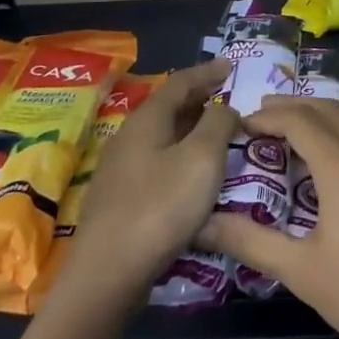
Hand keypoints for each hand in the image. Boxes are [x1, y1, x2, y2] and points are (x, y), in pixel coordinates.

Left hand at [71, 61, 236, 296]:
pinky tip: (193, 173)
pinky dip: (181, 154)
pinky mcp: (120, 198)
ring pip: (162, 135)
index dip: (207, 72)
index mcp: (147, 120)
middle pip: (167, 107)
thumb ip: (218, 124)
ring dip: (190, 128)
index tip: (230, 66)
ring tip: (216, 133)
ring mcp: (121, 169)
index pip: (180, 82)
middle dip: (199, 98)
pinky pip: (157, 161)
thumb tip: (224, 108)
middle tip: (227, 97)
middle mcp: (129, 137)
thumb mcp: (202, 158)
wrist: (109, 272)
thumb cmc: (161, 207)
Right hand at [199, 97, 338, 338]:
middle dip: (294, 106)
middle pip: (330, 110)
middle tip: (262, 116)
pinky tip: (337, 167)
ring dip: (322, 120)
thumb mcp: (302, 271)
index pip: (300, 120)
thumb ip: (250, 242)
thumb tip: (202, 224)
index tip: (242, 123)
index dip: (268, 116)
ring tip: (293, 136)